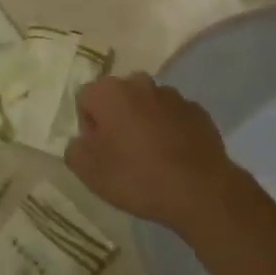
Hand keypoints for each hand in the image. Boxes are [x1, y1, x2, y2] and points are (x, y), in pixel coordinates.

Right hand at [65, 72, 242, 235]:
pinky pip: (173, 117)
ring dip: (144, 124)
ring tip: (151, 159)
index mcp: (109, 91)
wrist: (200, 191)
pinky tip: (174, 158)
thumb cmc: (137, 177)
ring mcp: (172, 95)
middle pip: (117, 98)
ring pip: (147, 105)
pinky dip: (170, 131)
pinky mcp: (197, 110)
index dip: (89, 127)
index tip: (100, 153)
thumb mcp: (90, 173)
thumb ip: (75, 150)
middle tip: (122, 155)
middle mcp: (140, 83)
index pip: (86, 100)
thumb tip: (82, 141)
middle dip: (116, 120)